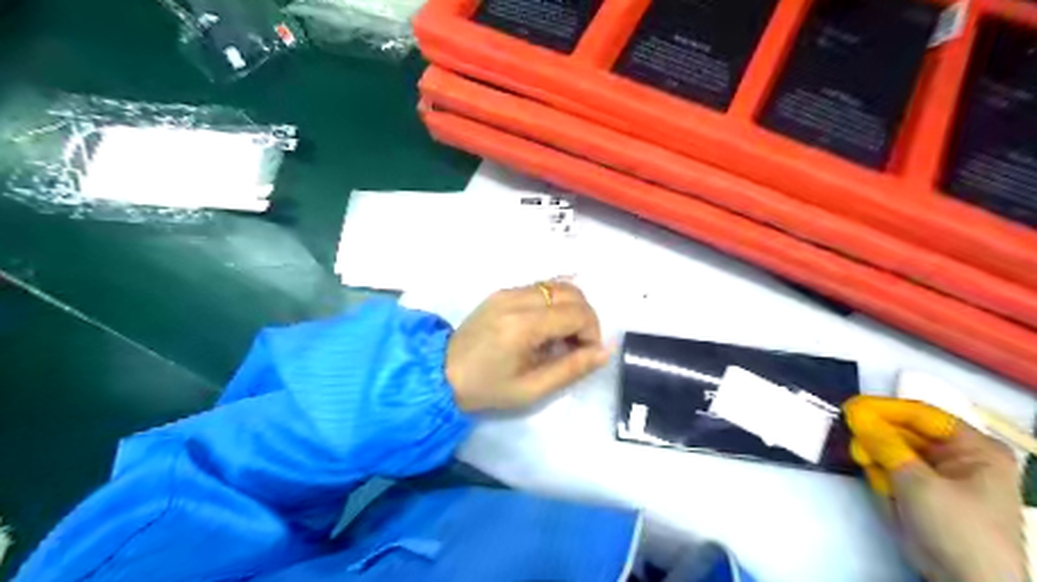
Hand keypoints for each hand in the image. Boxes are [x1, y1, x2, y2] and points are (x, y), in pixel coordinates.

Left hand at [445, 281, 608, 414]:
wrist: (441, 373)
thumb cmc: (487, 388)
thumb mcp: (532, 389)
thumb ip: (572, 368)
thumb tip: (605, 350)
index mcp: (524, 325)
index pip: (578, 312)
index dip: (592, 332)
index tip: (585, 354)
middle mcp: (517, 299)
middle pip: (572, 292)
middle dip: (585, 317)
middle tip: (576, 345)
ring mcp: (508, 291)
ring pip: (558, 285)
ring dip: (571, 307)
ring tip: (562, 336)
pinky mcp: (502, 292)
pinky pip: (541, 287)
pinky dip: (555, 302)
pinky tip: (547, 325)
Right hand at [845, 395, 1022, 581]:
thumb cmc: (956, 527)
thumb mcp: (918, 481)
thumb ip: (883, 443)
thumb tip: (854, 412)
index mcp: (975, 448)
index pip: (922, 415)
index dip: (885, 409)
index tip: (851, 407)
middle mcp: (959, 457)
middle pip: (906, 432)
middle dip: (878, 437)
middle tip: (853, 439)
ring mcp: (940, 476)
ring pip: (894, 451)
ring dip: (878, 457)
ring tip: (867, 466)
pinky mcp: (922, 493)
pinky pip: (894, 471)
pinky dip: (882, 474)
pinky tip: (880, 485)